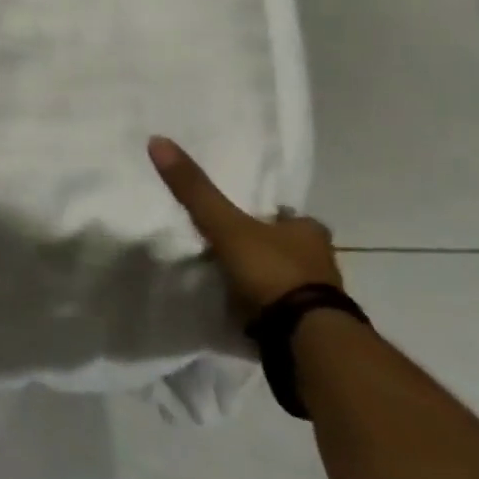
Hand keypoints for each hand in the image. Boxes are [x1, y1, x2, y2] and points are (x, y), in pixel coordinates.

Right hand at [148, 135, 341, 319]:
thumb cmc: (271, 271)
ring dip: (268, 279)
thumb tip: (157, 140)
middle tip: (236, 248)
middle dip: (269, 247)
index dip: (272, 216)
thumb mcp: (225, 225)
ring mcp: (318, 298)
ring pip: (289, 279)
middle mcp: (321, 261)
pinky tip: (245, 310)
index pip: (290, 217)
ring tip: (234, 280)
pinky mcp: (310, 328)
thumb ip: (194, 190)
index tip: (248, 219)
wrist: (305, 338)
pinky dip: (266, 307)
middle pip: (290, 248)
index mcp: (307, 232)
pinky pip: (283, 309)